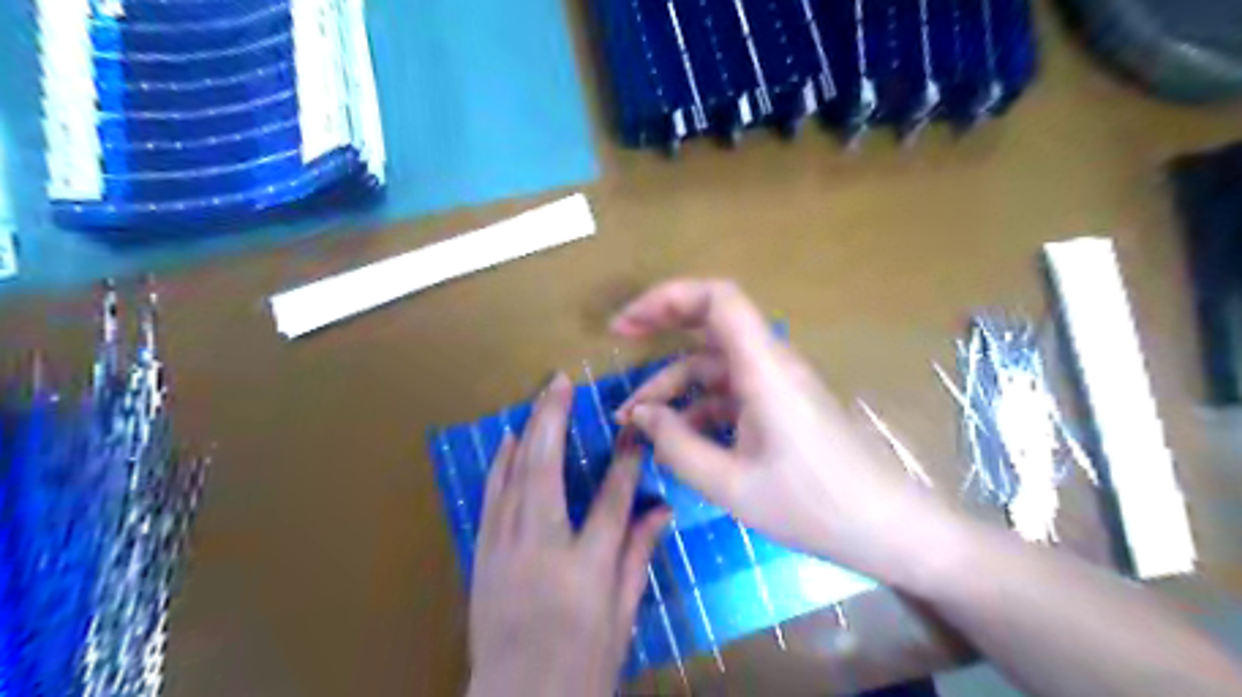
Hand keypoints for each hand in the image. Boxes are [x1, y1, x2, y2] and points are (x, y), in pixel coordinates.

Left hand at [470, 377, 674, 696]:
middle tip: (561, 382)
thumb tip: (662, 508)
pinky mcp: (483, 553)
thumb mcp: (622, 616)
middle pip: (547, 468)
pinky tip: (506, 441)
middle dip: (554, 419)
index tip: (633, 428)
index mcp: (585, 567)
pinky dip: (500, 464)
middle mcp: (542, 547)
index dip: (625, 459)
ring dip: (526, 431)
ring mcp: (505, 547)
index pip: (612, 499)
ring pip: (514, 474)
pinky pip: (492, 497)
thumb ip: (639, 555)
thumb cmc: (581, 663)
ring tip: (539, 398)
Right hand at [617, 276, 951, 588]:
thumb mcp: (732, 485)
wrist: (887, 527)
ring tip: (636, 420)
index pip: (717, 298)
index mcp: (763, 368)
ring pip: (714, 366)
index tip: (627, 324)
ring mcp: (776, 385)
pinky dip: (698, 407)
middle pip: (711, 322)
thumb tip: (640, 417)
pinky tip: (677, 439)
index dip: (667, 297)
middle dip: (662, 326)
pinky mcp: (780, 406)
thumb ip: (677, 447)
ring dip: (674, 385)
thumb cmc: (814, 506)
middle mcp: (770, 364)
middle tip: (620, 338)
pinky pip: (729, 393)